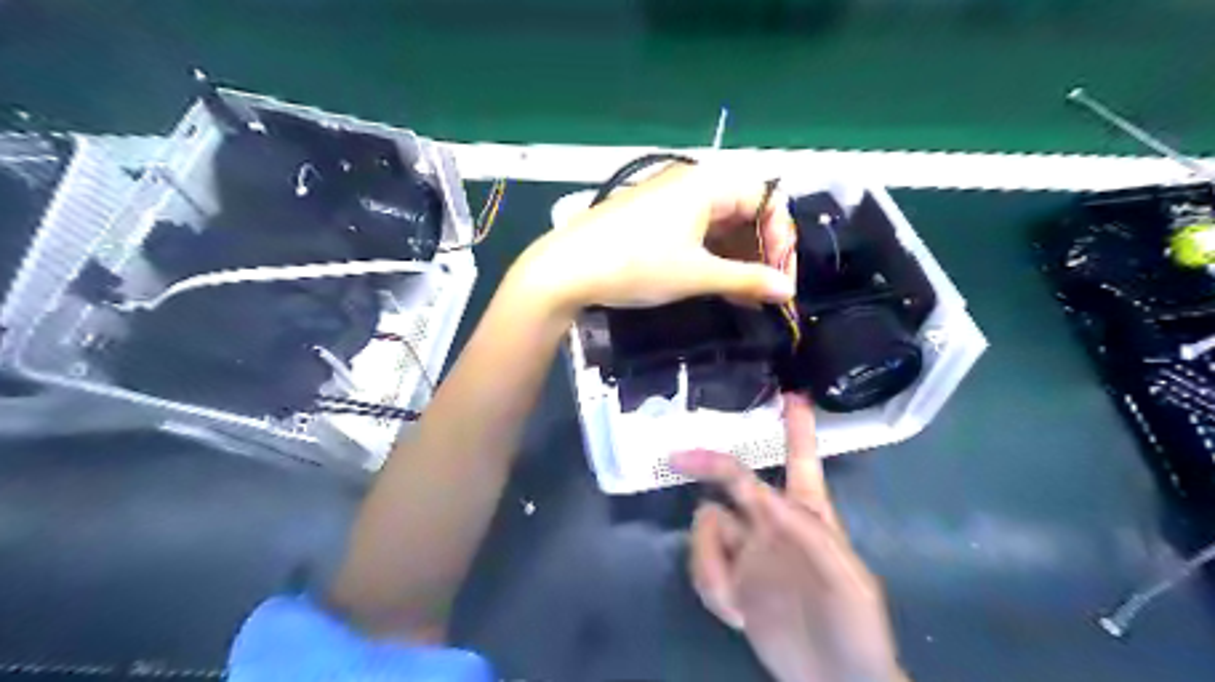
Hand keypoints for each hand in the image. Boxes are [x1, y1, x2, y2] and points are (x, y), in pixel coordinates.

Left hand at [511, 161, 797, 313]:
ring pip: (721, 225)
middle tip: (764, 291)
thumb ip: (747, 280)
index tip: (780, 280)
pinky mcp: (655, 219)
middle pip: (746, 211)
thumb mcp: (696, 274)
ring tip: (744, 296)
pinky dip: (713, 257)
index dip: (781, 239)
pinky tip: (718, 285)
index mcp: (709, 183)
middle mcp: (693, 183)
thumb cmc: (636, 264)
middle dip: (761, 251)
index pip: (767, 200)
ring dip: (738, 258)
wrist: (566, 269)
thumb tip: (787, 292)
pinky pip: (698, 232)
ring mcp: (671, 200)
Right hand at [674, 395, 900, 681]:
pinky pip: (701, 563)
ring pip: (706, 525)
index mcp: (807, 516)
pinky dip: (709, 584)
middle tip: (677, 457)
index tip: (788, 394)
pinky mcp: (729, 579)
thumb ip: (811, 534)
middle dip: (706, 465)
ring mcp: (746, 551)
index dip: (796, 429)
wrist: (833, 681)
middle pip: (731, 482)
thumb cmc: (854, 626)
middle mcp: (770, 524)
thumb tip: (770, 499)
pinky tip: (734, 612)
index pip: (800, 463)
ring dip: (709, 559)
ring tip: (732, 599)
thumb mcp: (846, 579)